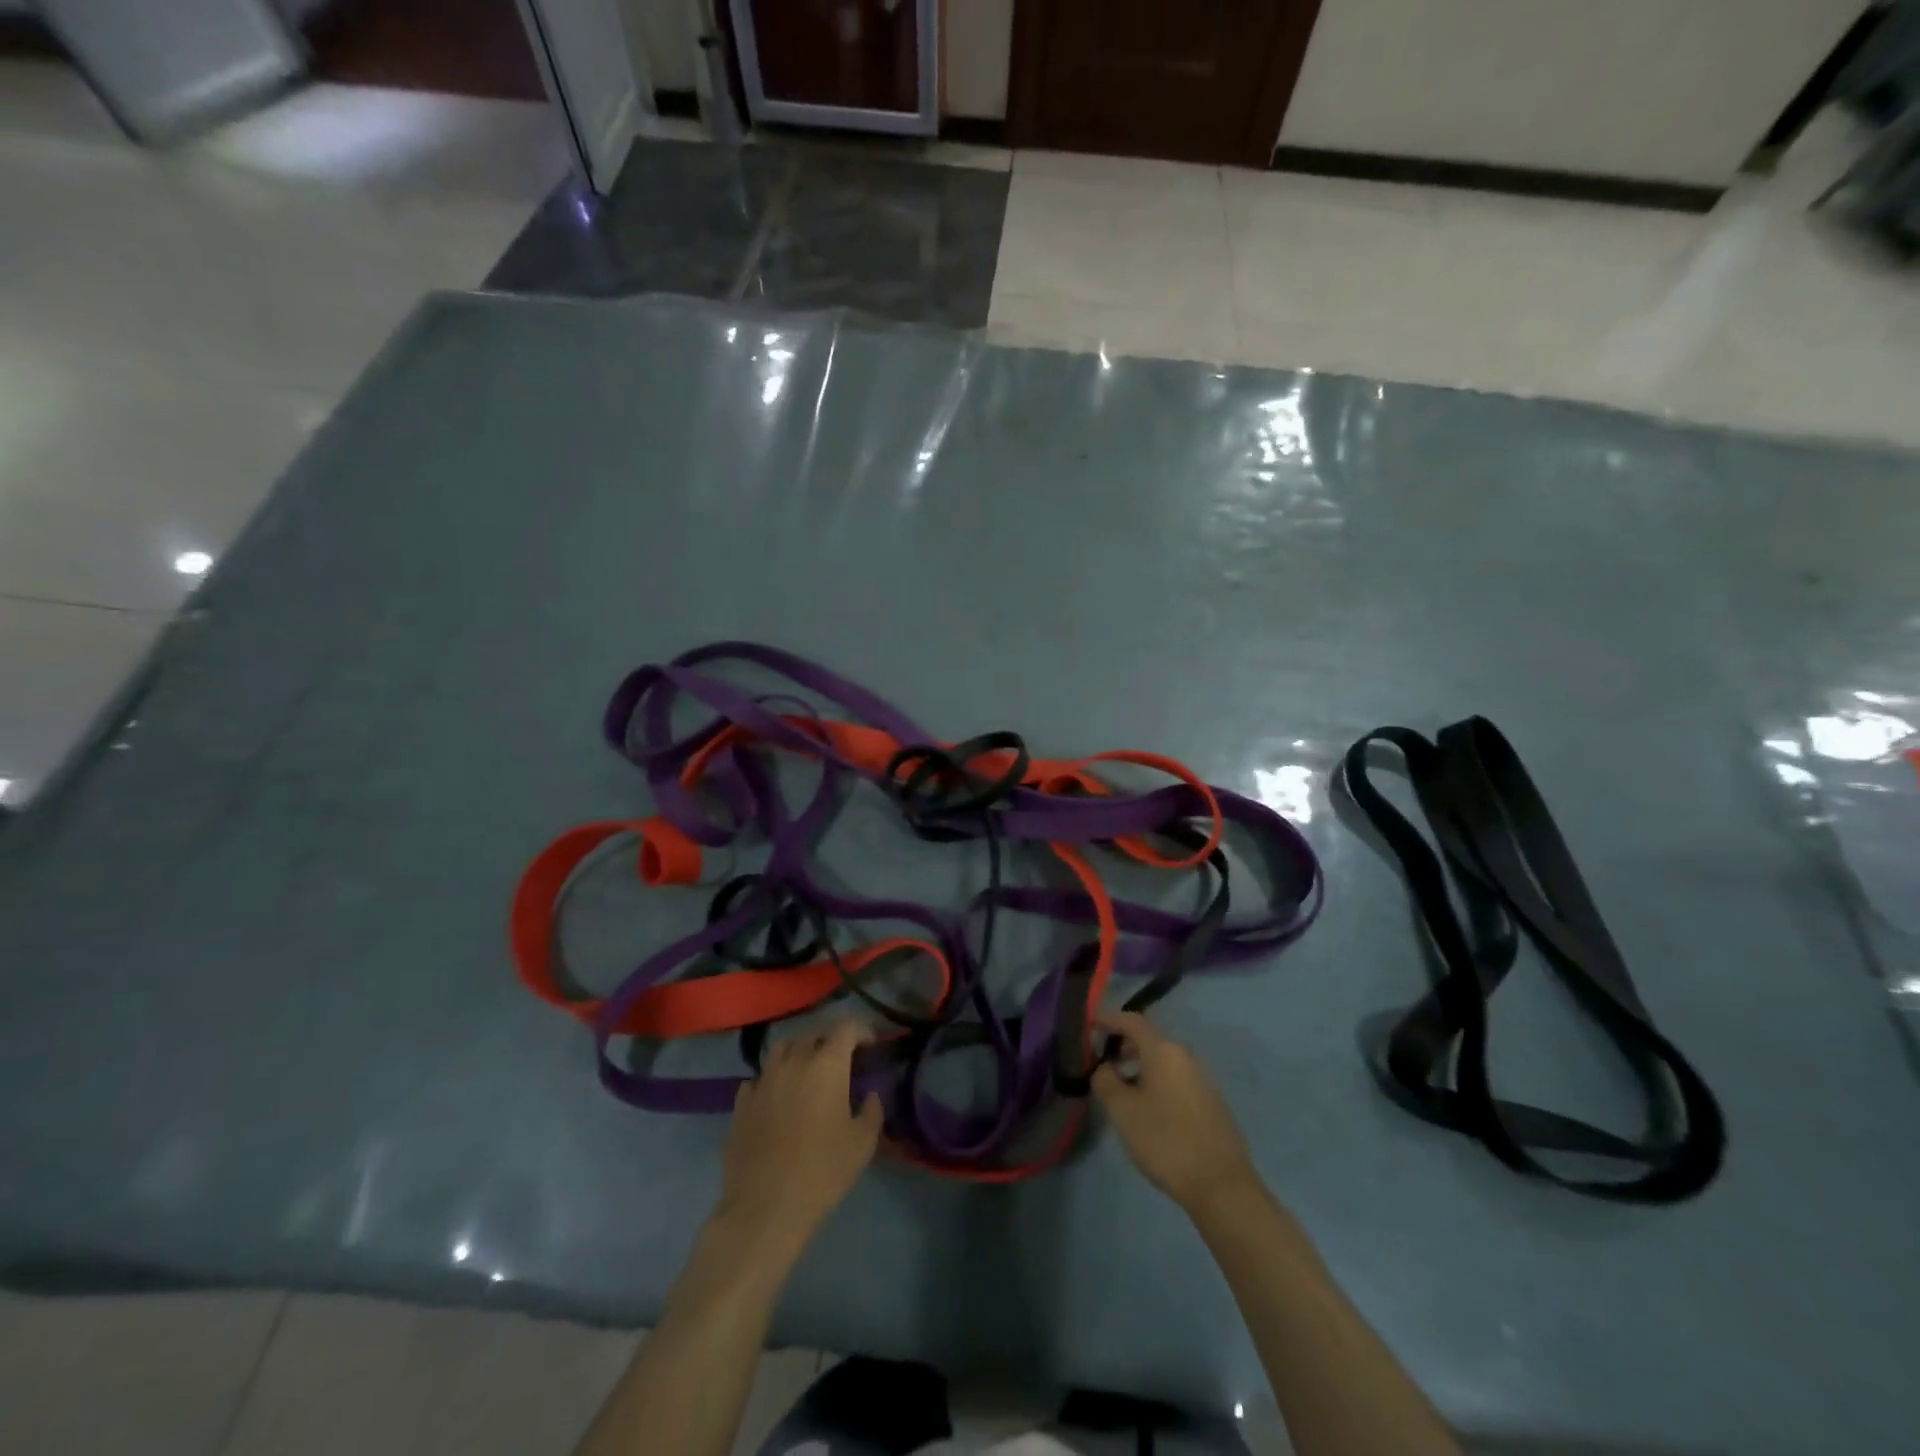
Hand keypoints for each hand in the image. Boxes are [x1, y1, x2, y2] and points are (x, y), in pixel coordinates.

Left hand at [718, 1021, 882, 1245]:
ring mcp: (763, 1080)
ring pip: (781, 1049)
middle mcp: (793, 1062)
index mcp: (827, 1065)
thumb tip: (870, 1094)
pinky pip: (758, 1078)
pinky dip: (772, 1080)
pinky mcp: (741, 1103)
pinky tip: (777, 1098)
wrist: (765, 1208)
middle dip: (829, 1041)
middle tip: (841, 1060)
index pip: (846, 1028)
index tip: (870, 1044)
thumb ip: (872, 1110)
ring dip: (797, 1053)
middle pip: (813, 1035)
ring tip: (806, 1071)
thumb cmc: (822, 1171)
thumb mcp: (863, 1143)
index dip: (861, 1030)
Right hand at [1092, 1012, 1258, 1213]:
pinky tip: (1148, 1108)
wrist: (1221, 1185)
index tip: (1088, 1026)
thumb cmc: (1165, 1140)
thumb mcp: (1122, 1110)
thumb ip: (1105, 1079)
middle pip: (1149, 1038)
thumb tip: (1104, 1067)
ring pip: (1163, 1060)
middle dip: (1123, 1044)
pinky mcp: (1210, 1101)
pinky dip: (1156, 1080)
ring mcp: (1202, 1078)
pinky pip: (1176, 1078)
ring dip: (1139, 1065)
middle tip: (1102, 1061)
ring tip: (1121, 1088)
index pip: (1131, 1021)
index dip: (1108, 1019)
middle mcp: (1185, 1056)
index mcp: (1164, 1050)